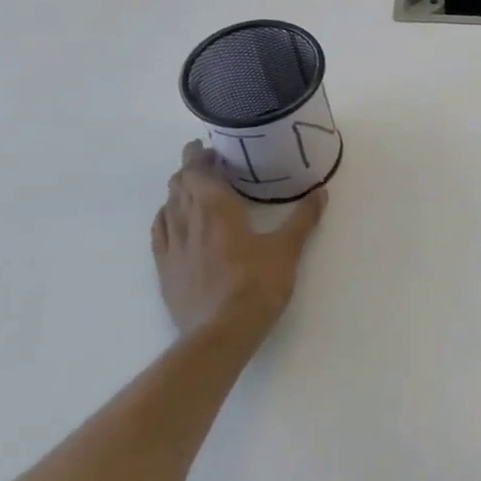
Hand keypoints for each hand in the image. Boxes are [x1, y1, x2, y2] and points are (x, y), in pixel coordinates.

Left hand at [152, 141, 327, 353]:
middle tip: (209, 165)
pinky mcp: (164, 269)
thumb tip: (320, 192)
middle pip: (180, 184)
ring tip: (193, 189)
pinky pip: (160, 232)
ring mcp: (171, 246)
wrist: (220, 334)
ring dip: (178, 192)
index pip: (198, 170)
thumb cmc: (257, 285)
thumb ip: (303, 218)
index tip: (209, 146)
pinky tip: (173, 221)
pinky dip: (166, 217)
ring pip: (168, 206)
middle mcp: (188, 220)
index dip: (200, 155)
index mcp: (216, 208)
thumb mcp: (287, 250)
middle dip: (191, 170)